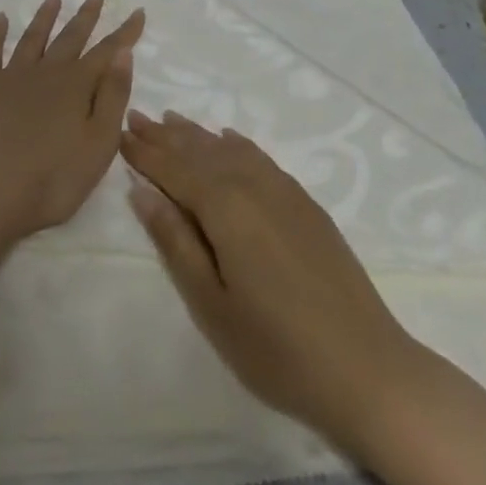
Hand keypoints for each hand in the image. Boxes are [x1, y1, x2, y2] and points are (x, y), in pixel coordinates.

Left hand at [0, 0, 142, 241]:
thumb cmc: (52, 180)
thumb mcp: (99, 146)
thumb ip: (113, 97)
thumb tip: (124, 54)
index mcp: (77, 86)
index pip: (108, 51)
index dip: (125, 32)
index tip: (138, 11)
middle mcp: (47, 71)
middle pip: (71, 36)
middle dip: (86, 15)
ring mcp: (12, 76)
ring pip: (33, 37)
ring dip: (45, 16)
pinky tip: (0, 19)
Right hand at [121, 110, 412, 453]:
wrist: (365, 367)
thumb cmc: (276, 348)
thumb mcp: (211, 304)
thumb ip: (175, 241)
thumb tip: (141, 191)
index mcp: (225, 206)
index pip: (174, 169)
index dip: (145, 153)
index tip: (120, 132)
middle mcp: (252, 184)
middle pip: (200, 151)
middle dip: (166, 135)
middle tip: (137, 117)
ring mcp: (283, 190)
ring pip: (229, 149)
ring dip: (197, 135)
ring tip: (171, 120)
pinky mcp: (305, 202)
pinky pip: (260, 158)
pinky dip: (237, 144)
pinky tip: (227, 139)